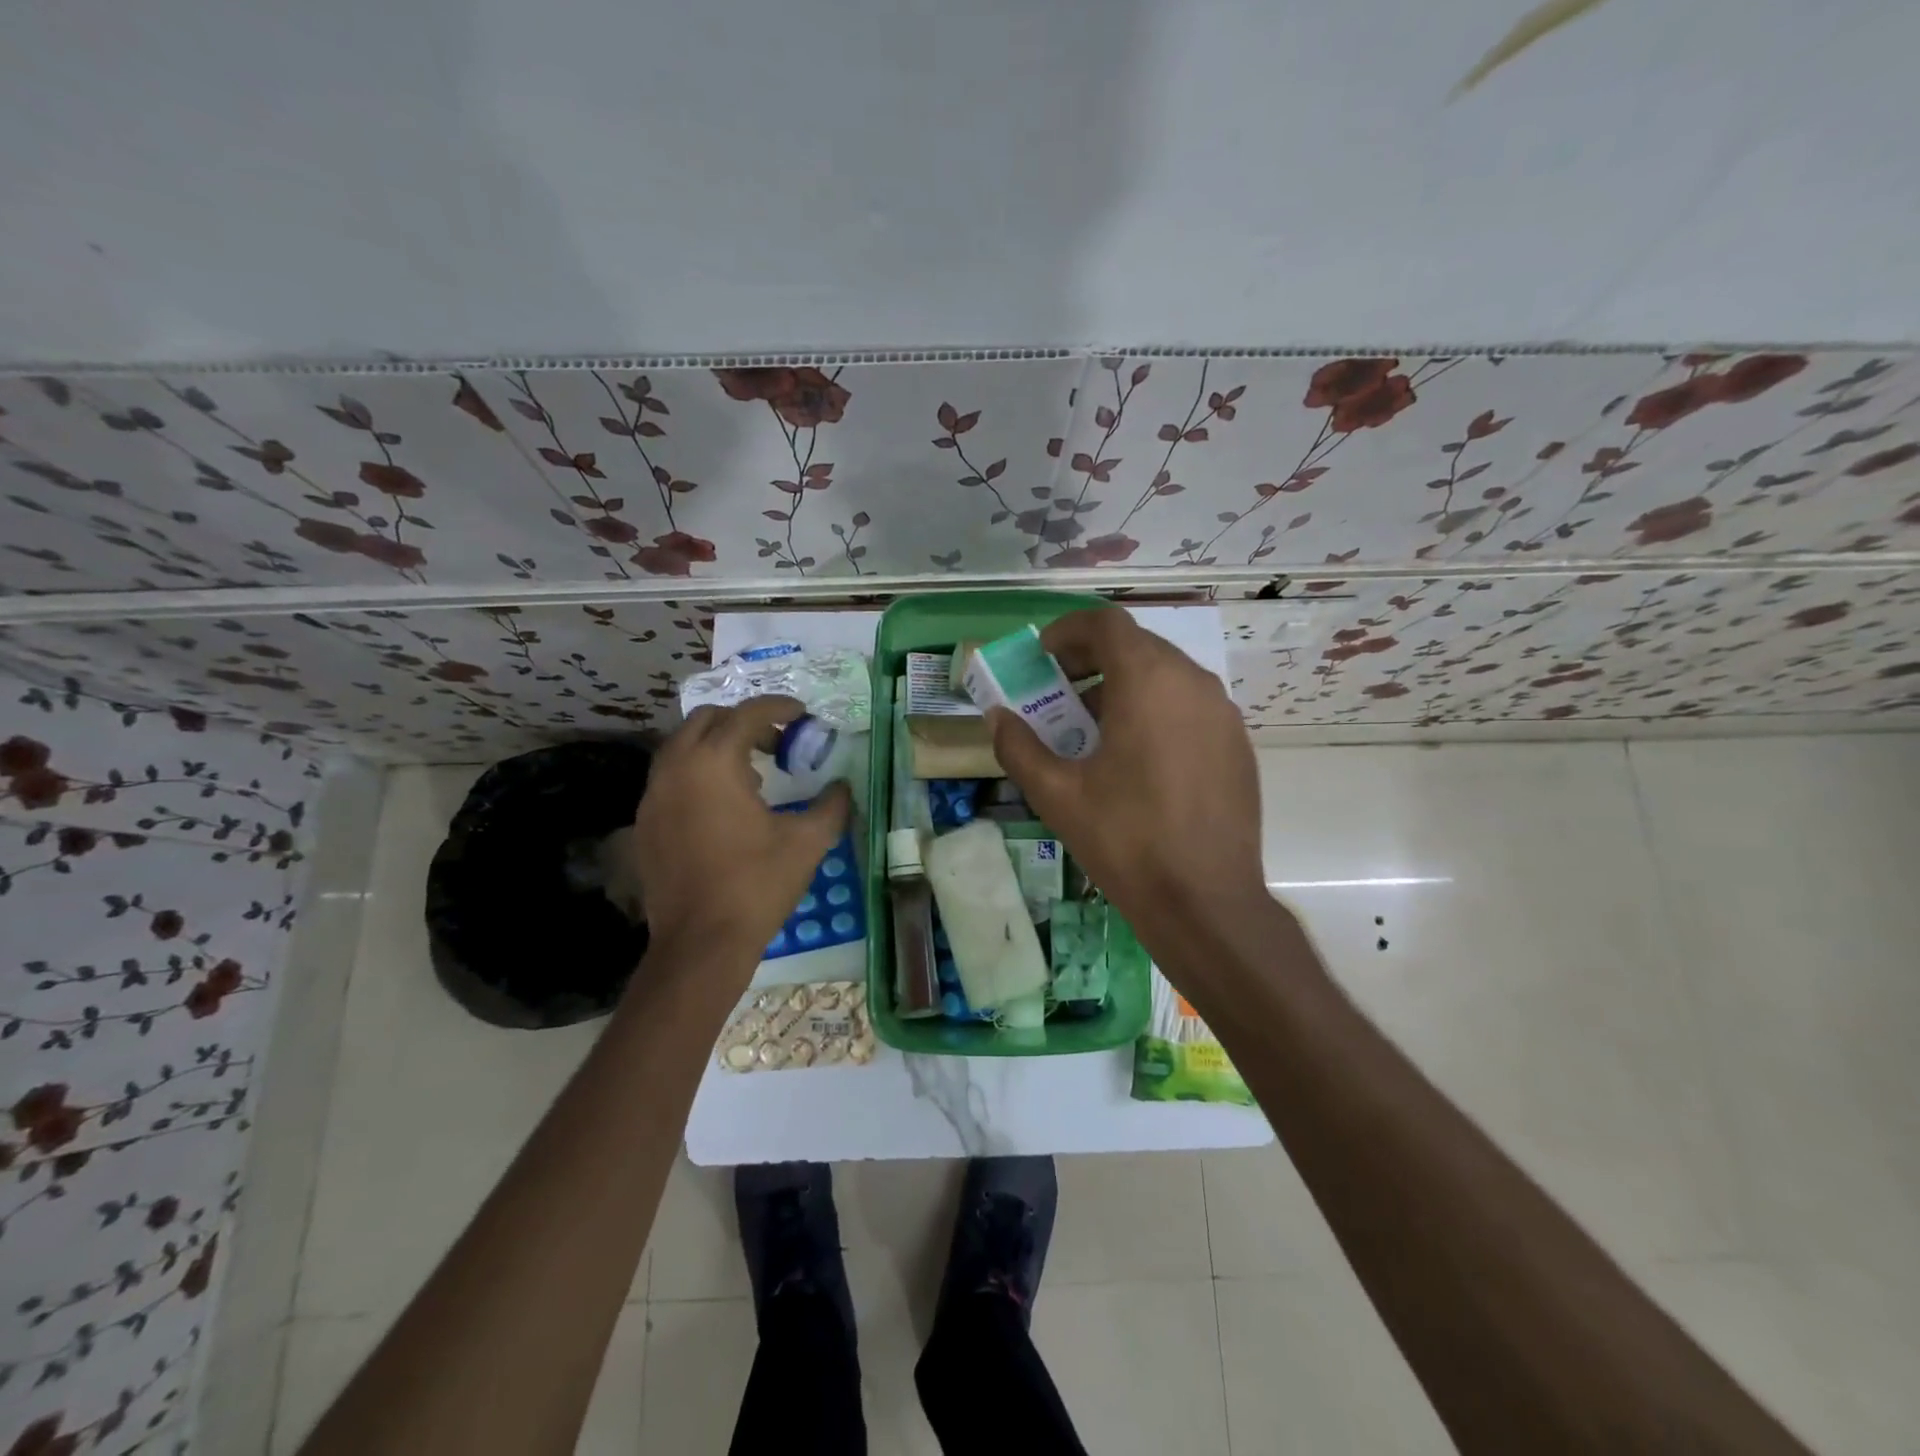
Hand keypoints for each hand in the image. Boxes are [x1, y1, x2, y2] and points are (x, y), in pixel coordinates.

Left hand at [631, 696, 851, 972]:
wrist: (701, 942)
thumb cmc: (757, 884)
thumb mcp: (808, 842)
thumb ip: (832, 805)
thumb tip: (842, 787)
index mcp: (714, 763)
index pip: (748, 714)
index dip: (779, 707)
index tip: (802, 714)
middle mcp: (676, 767)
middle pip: (708, 719)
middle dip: (745, 722)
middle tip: (777, 743)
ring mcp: (653, 795)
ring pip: (684, 746)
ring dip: (718, 745)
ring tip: (753, 774)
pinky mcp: (645, 822)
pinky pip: (671, 777)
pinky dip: (698, 773)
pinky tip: (723, 806)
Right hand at [988, 609, 1269, 943]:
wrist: (1205, 901)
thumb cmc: (1125, 839)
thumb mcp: (1056, 794)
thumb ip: (1018, 746)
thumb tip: (997, 717)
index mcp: (1148, 681)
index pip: (1106, 624)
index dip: (1068, 630)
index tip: (1043, 656)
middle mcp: (1193, 683)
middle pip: (1137, 646)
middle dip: (1093, 659)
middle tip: (1061, 691)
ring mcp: (1223, 714)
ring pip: (1167, 676)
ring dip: (1125, 685)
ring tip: (1095, 727)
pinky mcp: (1238, 744)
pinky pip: (1190, 706)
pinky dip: (1157, 710)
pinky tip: (1139, 758)